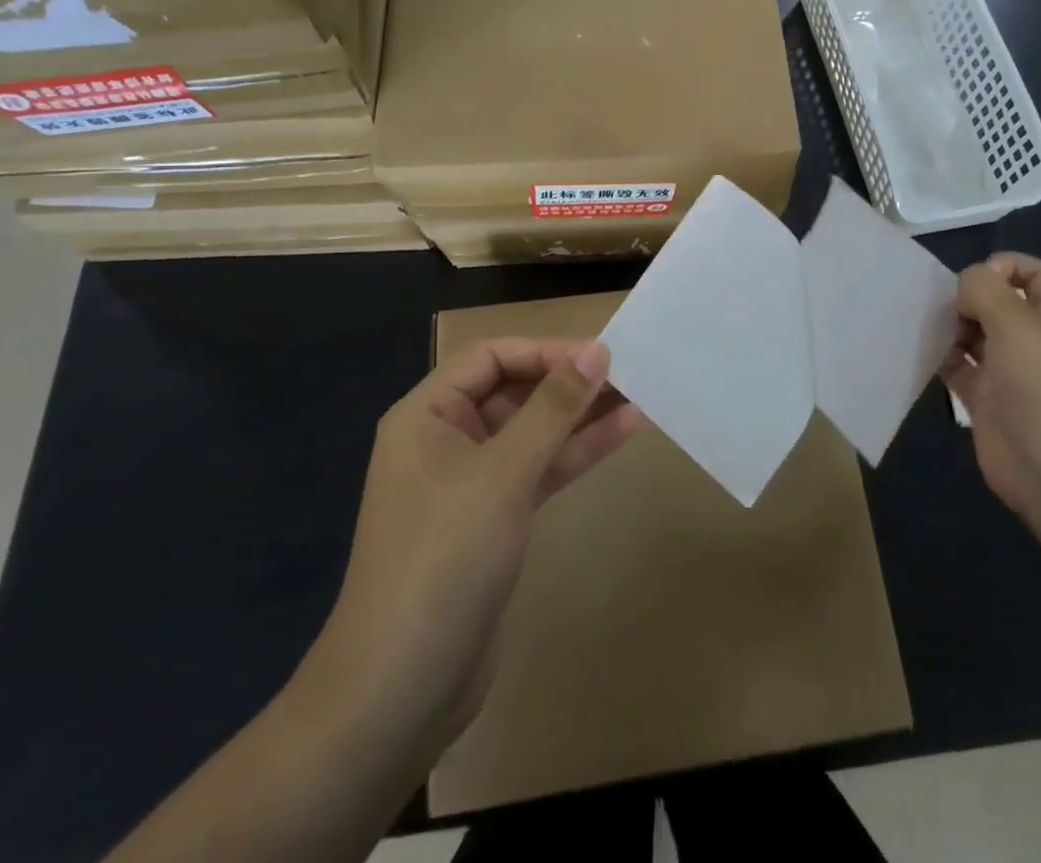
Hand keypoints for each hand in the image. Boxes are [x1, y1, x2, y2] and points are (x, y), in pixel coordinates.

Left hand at [306, 339, 643, 754]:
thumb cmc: (444, 558)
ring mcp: (470, 483)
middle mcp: (446, 440)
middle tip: (631, 374)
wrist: (401, 690)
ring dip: (581, 417)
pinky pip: (538, 471)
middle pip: (514, 392)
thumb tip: (596, 350)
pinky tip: (622, 434)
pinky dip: (575, 454)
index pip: (492, 357)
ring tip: (639, 396)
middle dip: (568, 383)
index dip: (546, 351)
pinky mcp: (494, 521)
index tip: (601, 355)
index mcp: (427, 415)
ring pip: (532, 433)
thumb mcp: (503, 473)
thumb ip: (552, 409)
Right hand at [939, 254, 1040, 513]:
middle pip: (997, 303)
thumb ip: (984, 289)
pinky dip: (939, 357)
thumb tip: (964, 285)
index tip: (976, 280)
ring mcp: (1007, 371)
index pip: (1034, 274)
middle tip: (947, 307)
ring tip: (927, 327)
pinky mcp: (984, 399)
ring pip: (973, 334)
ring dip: (949, 326)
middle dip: (968, 297)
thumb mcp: (1015, 322)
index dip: (1006, 266)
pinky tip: (922, 353)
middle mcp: (1031, 340)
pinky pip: (956, 367)